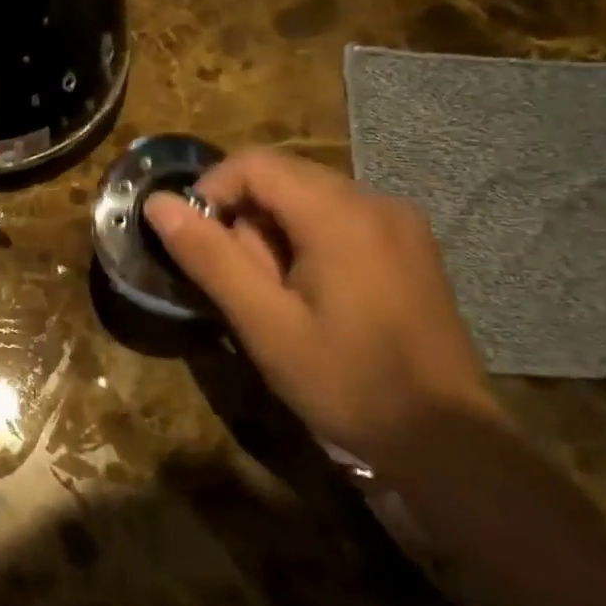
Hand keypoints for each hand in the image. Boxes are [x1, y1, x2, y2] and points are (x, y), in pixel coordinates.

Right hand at [144, 148, 505, 470]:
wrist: (447, 441)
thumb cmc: (347, 382)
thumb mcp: (264, 324)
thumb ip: (210, 257)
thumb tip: (158, 205)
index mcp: (340, 213)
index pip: (254, 164)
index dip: (211, 192)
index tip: (197, 243)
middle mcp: (375, 200)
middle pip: (282, 177)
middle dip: (246, 220)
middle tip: (244, 284)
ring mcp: (399, 221)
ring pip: (308, 198)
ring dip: (275, 234)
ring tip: (279, 297)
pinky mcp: (410, 244)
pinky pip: (339, 217)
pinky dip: (308, 240)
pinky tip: (314, 295)